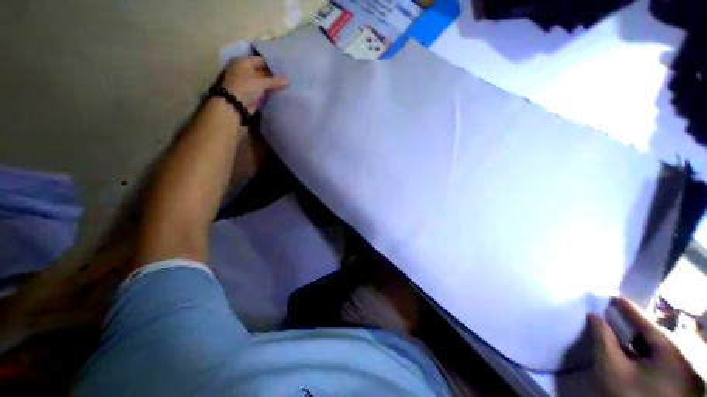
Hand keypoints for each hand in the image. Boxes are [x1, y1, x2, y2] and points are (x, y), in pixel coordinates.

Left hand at [221, 55, 286, 111]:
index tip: (285, 68)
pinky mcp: (253, 94)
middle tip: (288, 77)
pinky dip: (271, 92)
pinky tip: (281, 92)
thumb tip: (289, 79)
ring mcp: (249, 83)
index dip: (273, 64)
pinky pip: (264, 91)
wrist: (235, 105)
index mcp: (244, 62)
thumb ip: (276, 81)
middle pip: (263, 72)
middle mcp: (246, 71)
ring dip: (273, 85)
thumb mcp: (261, 82)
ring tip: (287, 85)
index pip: (261, 60)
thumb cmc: (245, 87)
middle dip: (274, 76)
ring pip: (264, 82)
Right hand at [589, 297, 703, 396]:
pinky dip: (640, 346)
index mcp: (674, 362)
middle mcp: (685, 369)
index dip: (632, 311)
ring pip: (659, 349)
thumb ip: (602, 335)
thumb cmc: (630, 393)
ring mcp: (683, 379)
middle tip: (614, 306)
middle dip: (636, 321)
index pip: (652, 329)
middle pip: (659, 339)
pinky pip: (658, 358)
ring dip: (637, 334)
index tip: (615, 296)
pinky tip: (626, 343)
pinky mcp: (676, 385)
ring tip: (617, 321)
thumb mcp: (610, 361)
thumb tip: (594, 315)